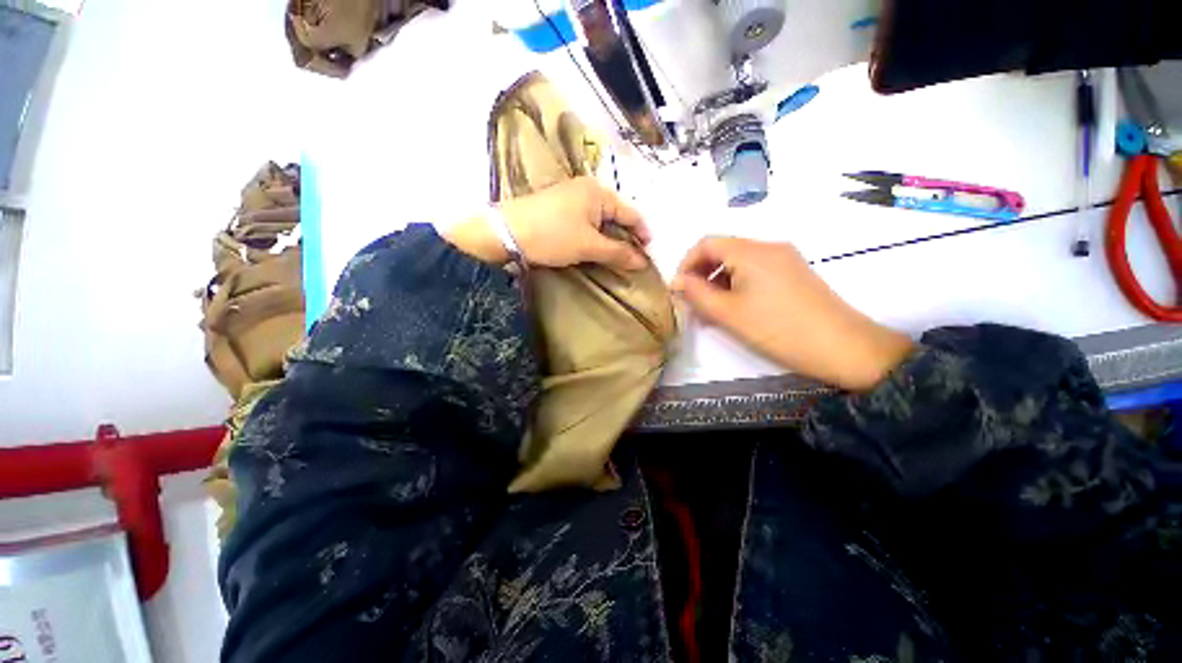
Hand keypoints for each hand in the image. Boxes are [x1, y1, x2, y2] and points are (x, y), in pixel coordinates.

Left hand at [442, 177, 649, 270]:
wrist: (505, 233)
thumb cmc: (552, 236)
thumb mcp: (588, 246)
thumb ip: (618, 253)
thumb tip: (643, 262)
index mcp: (598, 192)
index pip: (630, 213)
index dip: (642, 233)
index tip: (649, 254)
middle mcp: (587, 190)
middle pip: (616, 215)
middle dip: (626, 238)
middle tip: (633, 260)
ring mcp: (571, 199)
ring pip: (600, 221)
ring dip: (609, 239)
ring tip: (616, 258)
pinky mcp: (559, 210)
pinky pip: (586, 223)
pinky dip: (594, 237)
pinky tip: (595, 250)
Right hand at [672, 237, 913, 390]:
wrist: (844, 347)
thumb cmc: (779, 329)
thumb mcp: (729, 314)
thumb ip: (697, 294)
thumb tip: (676, 281)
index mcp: (751, 251)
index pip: (706, 243)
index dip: (686, 263)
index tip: (679, 289)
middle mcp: (768, 247)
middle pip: (723, 250)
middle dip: (702, 273)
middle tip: (694, 302)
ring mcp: (784, 259)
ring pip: (738, 261)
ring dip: (718, 280)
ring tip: (713, 308)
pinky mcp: (794, 273)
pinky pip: (755, 270)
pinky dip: (737, 283)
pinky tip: (737, 307)